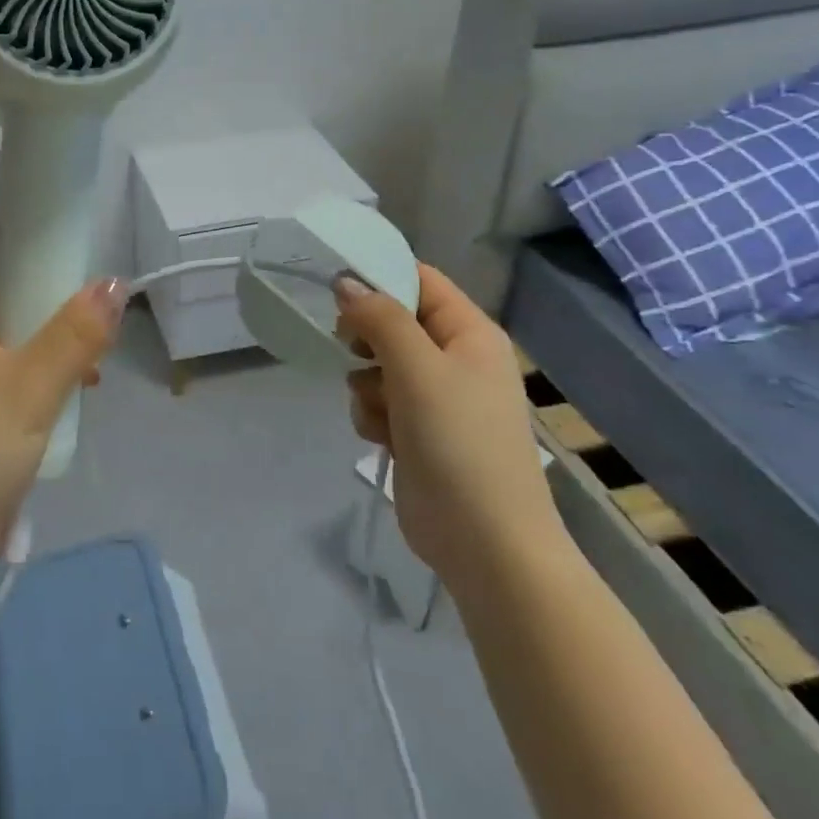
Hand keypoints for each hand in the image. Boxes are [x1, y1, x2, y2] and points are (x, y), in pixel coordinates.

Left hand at [0, 227, 125, 594]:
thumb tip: (114, 282)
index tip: (67, 243)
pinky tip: (58, 401)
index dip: (20, 233)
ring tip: (86, 368)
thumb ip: (77, 332)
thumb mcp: (32, 387)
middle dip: (40, 297)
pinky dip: (20, 374)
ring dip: (37, 342)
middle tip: (86, 314)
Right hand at [334, 265, 563, 587]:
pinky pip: (379, 401)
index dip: (379, 277)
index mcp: (470, 333)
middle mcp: (455, 359)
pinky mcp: (418, 431)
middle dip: (367, 339)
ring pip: (378, 364)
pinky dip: (373, 414)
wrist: (484, 541)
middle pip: (394, 322)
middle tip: (351, 350)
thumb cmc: (459, 442)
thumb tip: (346, 282)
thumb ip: (380, 318)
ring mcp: (437, 397)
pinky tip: (381, 437)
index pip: (420, 280)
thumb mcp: (417, 369)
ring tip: (380, 411)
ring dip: (367, 384)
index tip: (334, 287)